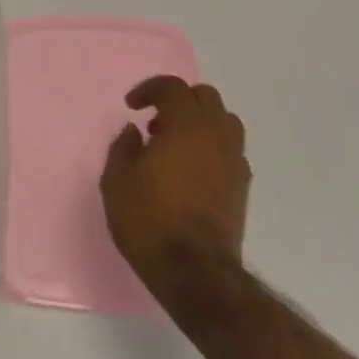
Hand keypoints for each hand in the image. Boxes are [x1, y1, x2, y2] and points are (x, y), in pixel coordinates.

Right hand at [100, 76, 250, 302]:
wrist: (194, 270)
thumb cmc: (149, 219)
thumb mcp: (116, 181)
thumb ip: (123, 147)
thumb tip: (134, 132)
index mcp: (186, 124)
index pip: (172, 88)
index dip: (149, 89)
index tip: (131, 106)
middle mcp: (216, 134)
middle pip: (205, 97)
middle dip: (178, 101)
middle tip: (155, 122)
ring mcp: (234, 160)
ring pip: (224, 121)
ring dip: (199, 122)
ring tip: (175, 144)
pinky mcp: (242, 185)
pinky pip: (229, 149)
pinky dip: (211, 147)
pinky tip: (191, 170)